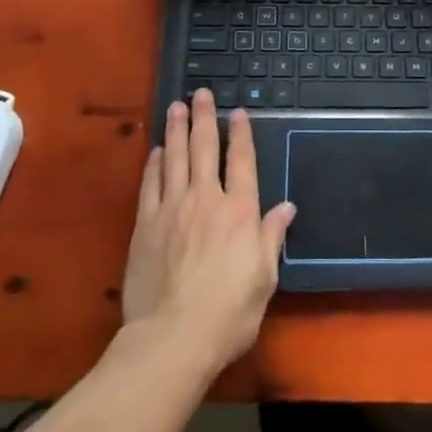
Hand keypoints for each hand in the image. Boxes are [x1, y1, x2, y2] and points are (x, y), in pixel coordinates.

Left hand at [122, 92, 295, 375]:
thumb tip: (286, 207)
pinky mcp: (145, 225)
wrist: (171, 338)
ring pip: (176, 158)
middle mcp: (206, 200)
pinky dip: (155, 164)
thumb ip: (271, 237)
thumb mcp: (263, 279)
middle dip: (205, 118)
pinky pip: (150, 184)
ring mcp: (172, 209)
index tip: (238, 112)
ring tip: (176, 107)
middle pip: (206, 148)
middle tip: (201, 93)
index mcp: (239, 212)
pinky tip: (156, 151)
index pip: (242, 162)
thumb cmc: (228, 314)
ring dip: (177, 130)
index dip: (241, 134)